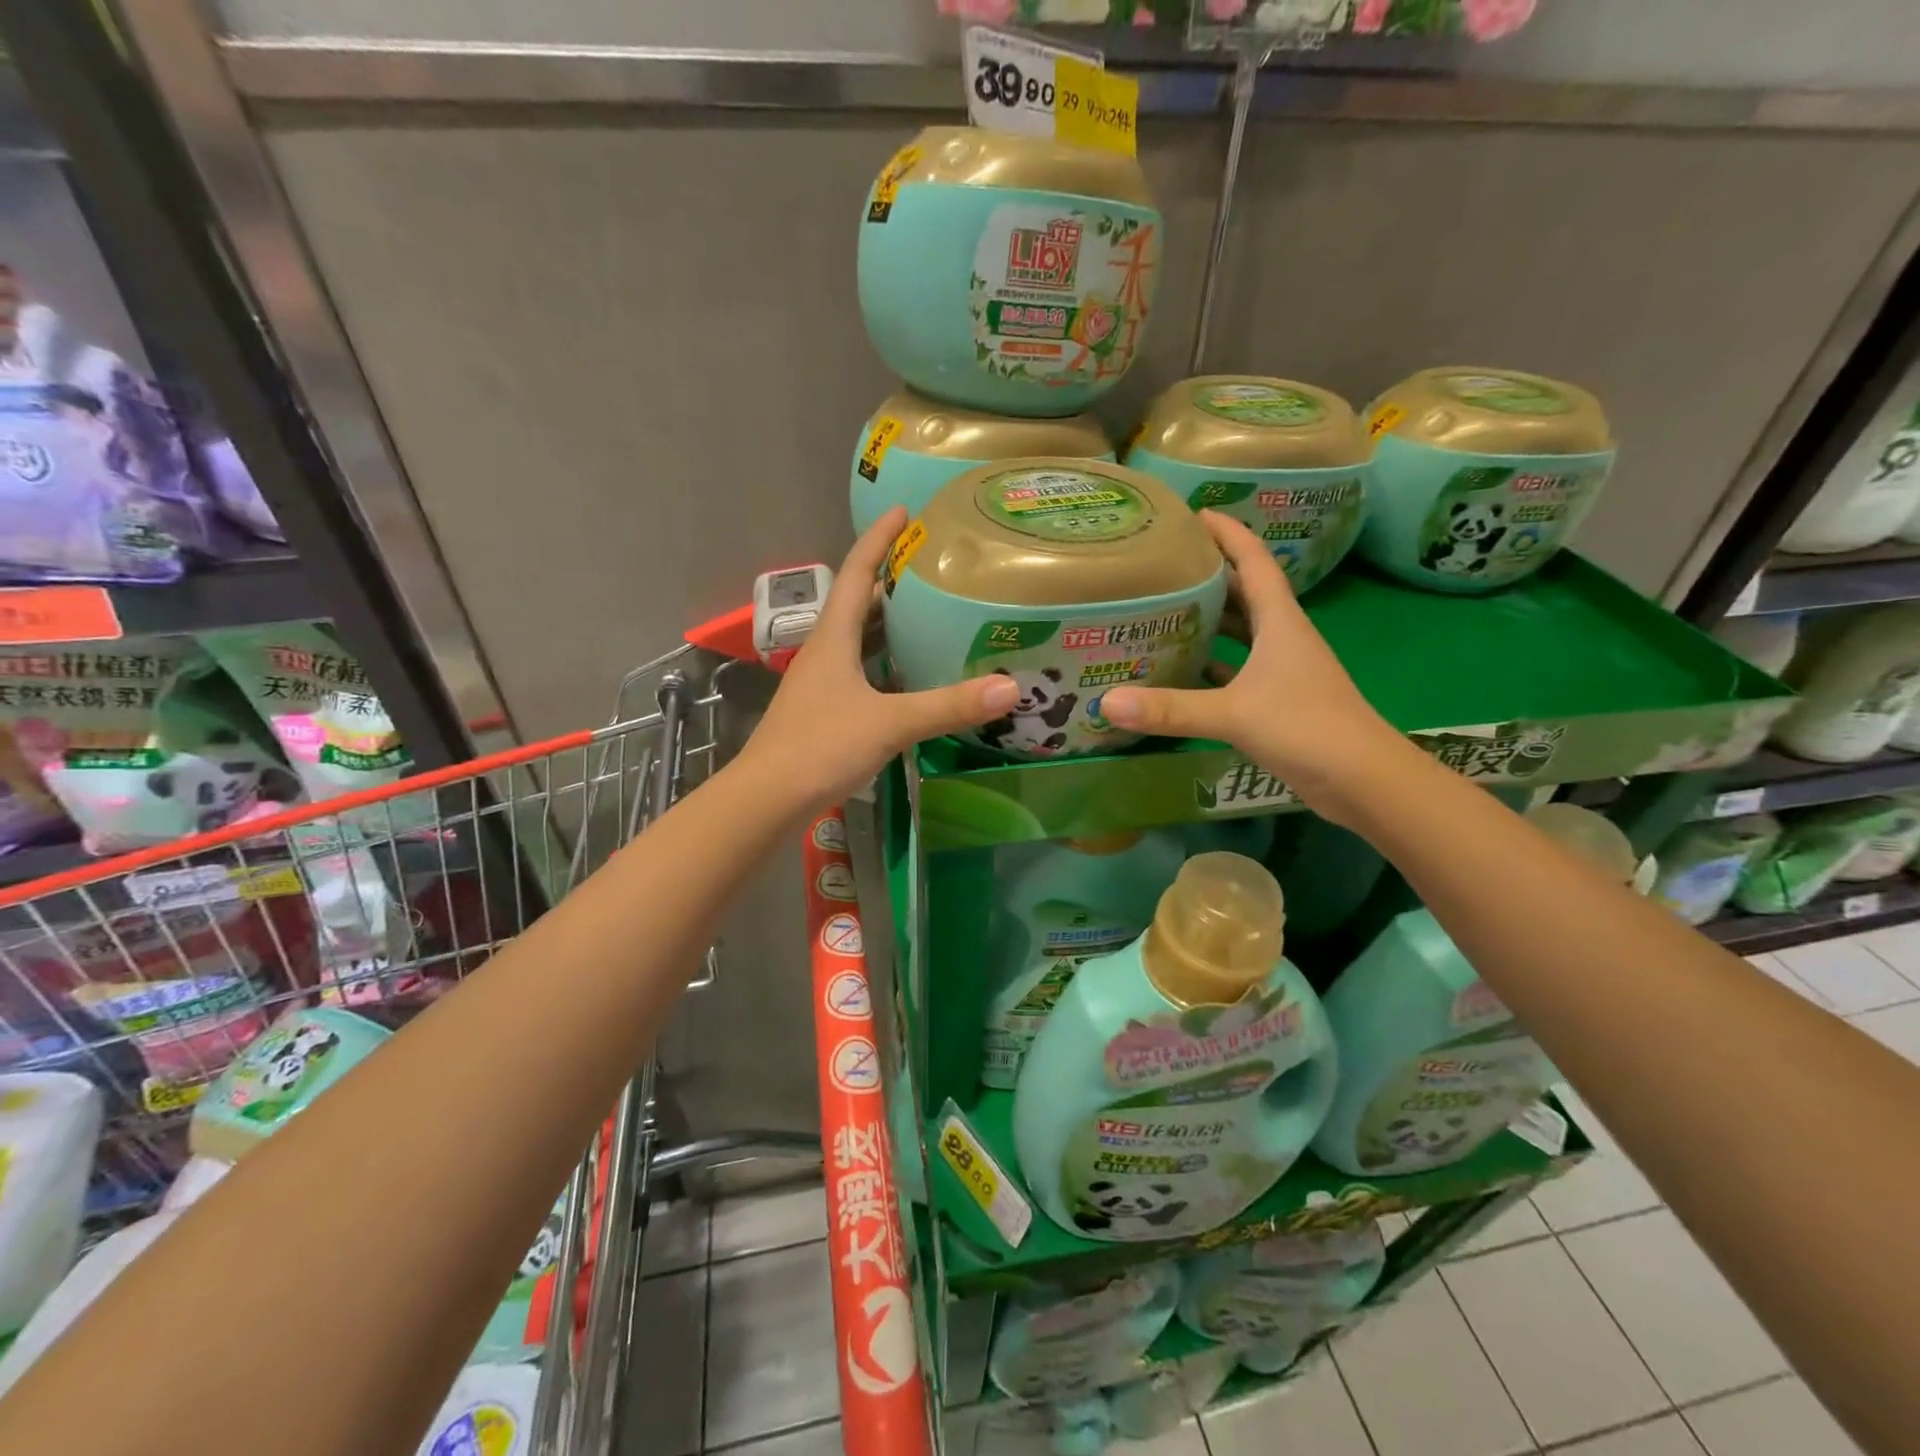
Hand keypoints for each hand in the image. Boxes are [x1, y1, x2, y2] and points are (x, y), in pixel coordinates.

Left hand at [738, 506, 1018, 812]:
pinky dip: (886, 663)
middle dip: (890, 578)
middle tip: (932, 566)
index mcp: (832, 638)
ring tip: (929, 613)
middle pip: (857, 603)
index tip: (902, 511)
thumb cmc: (820, 747)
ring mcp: (821, 683)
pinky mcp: (824, 711)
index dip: (878, 540)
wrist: (767, 799)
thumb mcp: (889, 723)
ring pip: (858, 640)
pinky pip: (860, 671)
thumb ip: (947, 706)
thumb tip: (1010, 687)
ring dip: (888, 623)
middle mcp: (824, 652)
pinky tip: (911, 675)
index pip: (856, 573)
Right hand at [1099, 511, 1408, 821]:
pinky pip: (1237, 670)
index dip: (1228, 533)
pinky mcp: (1278, 700)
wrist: (1363, 780)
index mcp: (1279, 622)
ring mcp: (1282, 670)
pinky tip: (1182, 671)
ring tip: (1163, 612)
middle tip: (1162, 566)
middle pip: (1243, 593)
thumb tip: (1106, 703)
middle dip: (1208, 575)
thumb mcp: (1233, 713)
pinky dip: (1211, 666)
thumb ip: (1171, 708)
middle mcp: (1282, 637)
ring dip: (1209, 621)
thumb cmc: (1306, 728)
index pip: (1254, 561)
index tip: (1195, 514)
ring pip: (1240, 633)